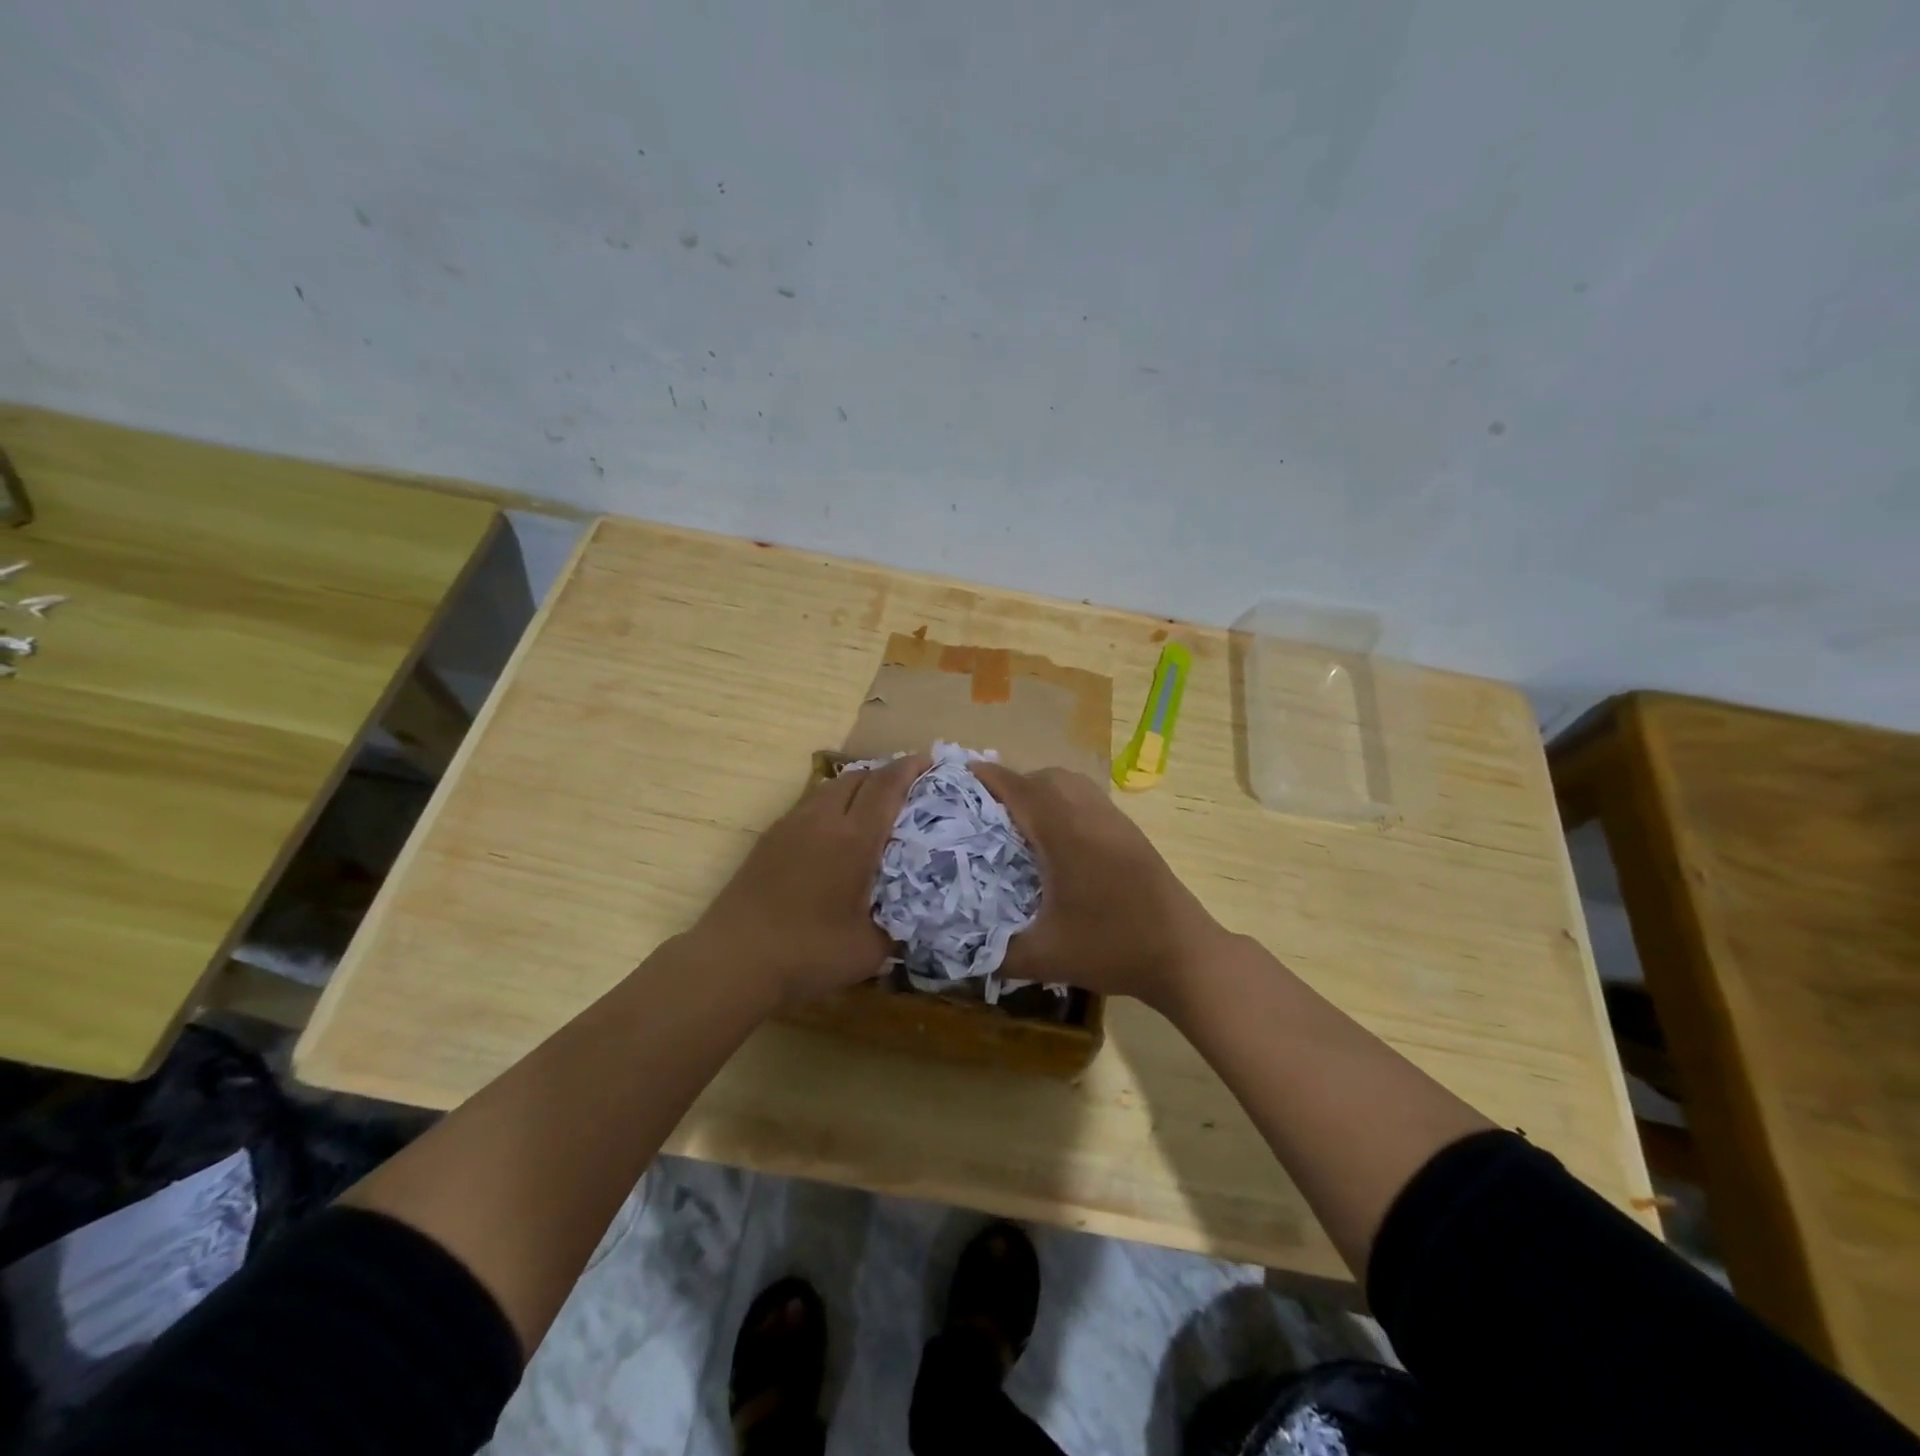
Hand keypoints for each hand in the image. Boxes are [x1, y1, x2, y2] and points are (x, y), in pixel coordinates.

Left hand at [690, 754, 928, 1008]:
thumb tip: (912, 919)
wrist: (733, 961)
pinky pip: (808, 806)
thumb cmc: (808, 954)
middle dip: (884, 774)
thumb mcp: (869, 951)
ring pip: (828, 788)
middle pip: (856, 777)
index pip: (886, 786)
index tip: (927, 762)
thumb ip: (897, 928)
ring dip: (854, 788)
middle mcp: (822, 820)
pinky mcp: (768, 840)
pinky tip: (834, 835)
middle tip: (906, 788)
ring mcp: (789, 826)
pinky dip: (830, 806)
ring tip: (872, 808)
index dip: (909, 769)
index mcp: (853, 839)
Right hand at [971, 763, 1232, 1009]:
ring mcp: (1115, 821)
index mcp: (1064, 833)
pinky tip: (1058, 841)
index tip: (959, 775)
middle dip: (1013, 783)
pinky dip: (1065, 802)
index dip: (987, 777)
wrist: (1183, 955)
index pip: (1019, 788)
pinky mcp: (1131, 833)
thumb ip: (996, 952)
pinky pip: (1089, 799)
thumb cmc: (1111, 948)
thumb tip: (960, 947)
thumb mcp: (1044, 957)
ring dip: (1042, 790)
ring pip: (1072, 784)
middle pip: (1046, 777)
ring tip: (1020, 822)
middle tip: (987, 809)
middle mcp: (1090, 815)